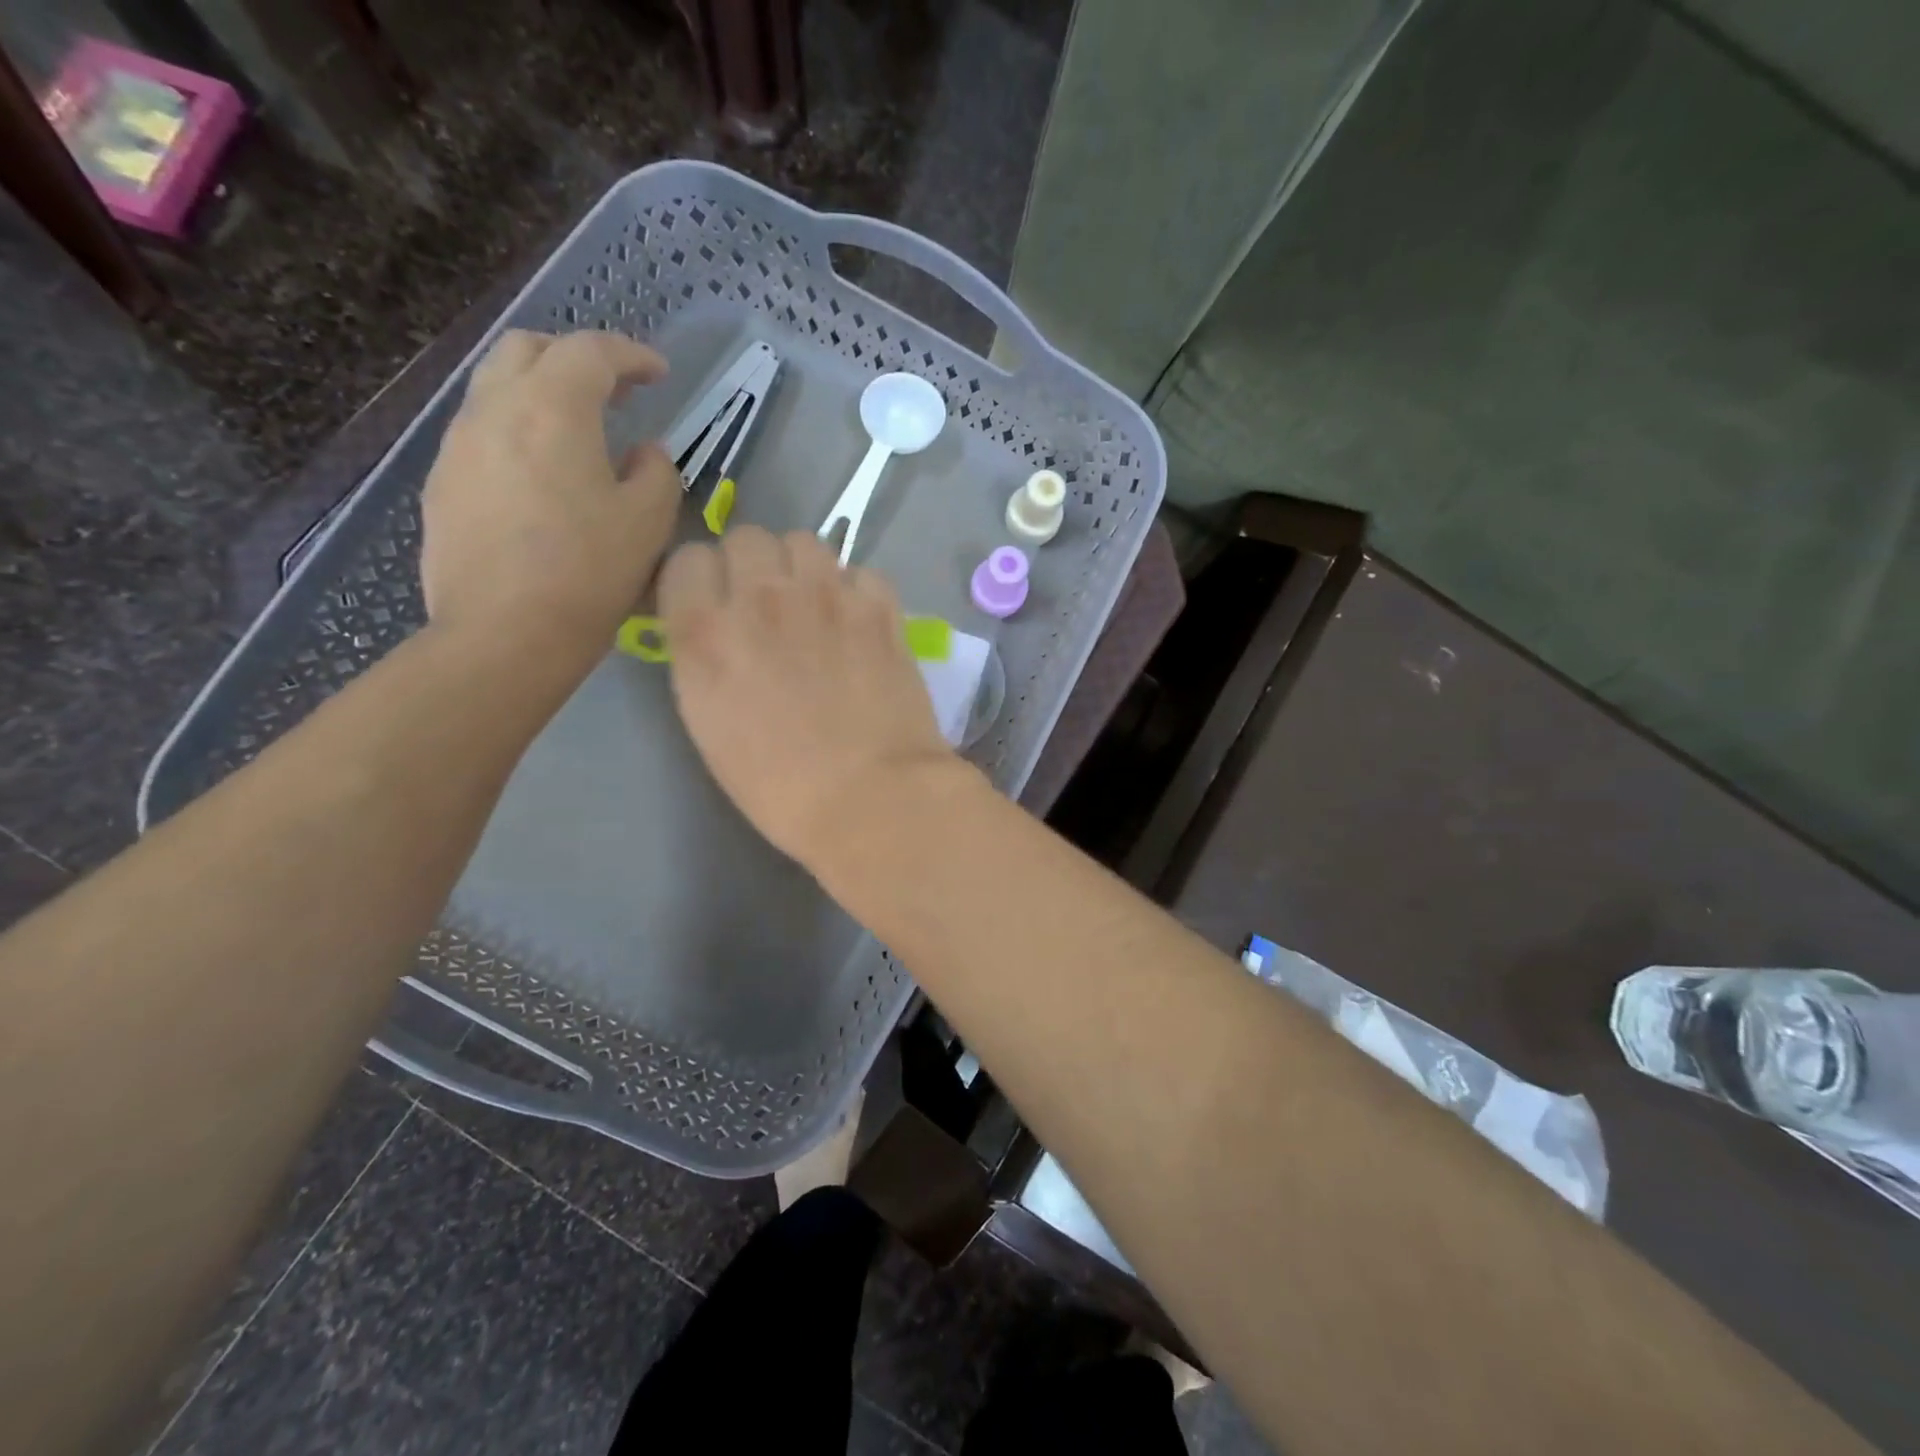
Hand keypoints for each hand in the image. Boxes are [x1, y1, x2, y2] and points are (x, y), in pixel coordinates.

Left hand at [420, 329, 679, 674]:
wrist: (505, 634)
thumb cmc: (589, 572)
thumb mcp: (649, 521)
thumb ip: (657, 473)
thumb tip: (644, 453)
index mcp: (552, 409)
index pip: (590, 351)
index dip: (631, 354)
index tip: (658, 374)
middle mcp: (494, 410)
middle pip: (527, 349)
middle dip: (575, 357)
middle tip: (615, 391)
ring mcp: (458, 446)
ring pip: (496, 388)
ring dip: (541, 392)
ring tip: (579, 433)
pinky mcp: (442, 484)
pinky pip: (482, 434)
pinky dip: (518, 432)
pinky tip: (542, 477)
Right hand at [658, 526, 958, 865]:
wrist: (871, 797)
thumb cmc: (781, 786)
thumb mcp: (711, 726)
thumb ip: (704, 660)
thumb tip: (717, 627)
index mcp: (705, 633)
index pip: (687, 560)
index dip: (701, 582)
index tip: (715, 605)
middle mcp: (761, 598)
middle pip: (747, 538)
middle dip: (752, 566)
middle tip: (769, 606)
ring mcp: (826, 596)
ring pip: (805, 541)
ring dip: (804, 568)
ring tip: (817, 607)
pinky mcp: (879, 607)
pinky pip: (860, 571)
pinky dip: (857, 591)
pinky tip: (861, 624)